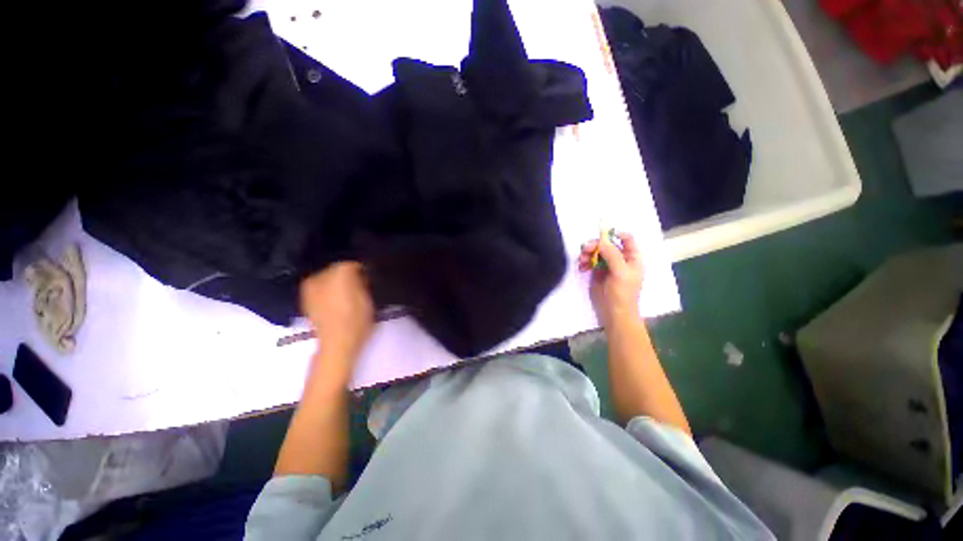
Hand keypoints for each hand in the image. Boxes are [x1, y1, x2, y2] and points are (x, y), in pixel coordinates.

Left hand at [300, 262, 374, 359]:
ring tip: (345, 297)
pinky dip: (327, 291)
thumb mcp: (370, 297)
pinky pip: (319, 288)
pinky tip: (334, 303)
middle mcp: (321, 275)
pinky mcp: (305, 299)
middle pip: (338, 269)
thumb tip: (361, 274)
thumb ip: (364, 280)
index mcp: (340, 272)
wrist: (337, 343)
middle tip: (358, 288)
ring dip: (336, 283)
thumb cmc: (357, 320)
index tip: (368, 280)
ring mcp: (310, 287)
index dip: (363, 271)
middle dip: (348, 276)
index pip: (354, 263)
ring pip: (327, 278)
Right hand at [578, 232, 643, 328]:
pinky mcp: (597, 272)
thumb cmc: (623, 293)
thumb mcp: (620, 272)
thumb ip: (612, 255)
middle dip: (595, 245)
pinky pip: (590, 261)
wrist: (614, 313)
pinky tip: (581, 268)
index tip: (601, 234)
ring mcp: (608, 265)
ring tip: (581, 261)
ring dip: (587, 253)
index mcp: (632, 257)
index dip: (615, 233)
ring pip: (596, 252)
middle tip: (585, 249)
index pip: (626, 239)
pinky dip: (584, 262)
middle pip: (607, 244)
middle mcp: (620, 259)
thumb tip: (601, 241)